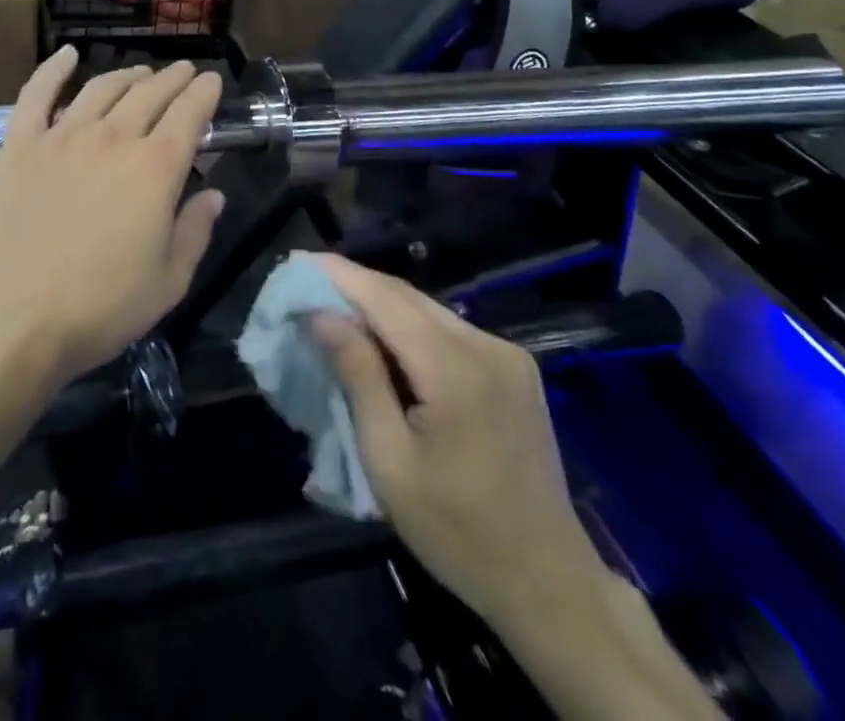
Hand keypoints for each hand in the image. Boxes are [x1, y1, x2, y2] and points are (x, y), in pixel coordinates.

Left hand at [0, 48, 225, 385]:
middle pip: (150, 93)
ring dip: (127, 74)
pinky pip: (37, 93)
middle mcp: (113, 138)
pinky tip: (67, 54)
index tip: (213, 82)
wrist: (11, 320)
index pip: (190, 113)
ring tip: (140, 72)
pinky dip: (53, 68)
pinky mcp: (19, 144)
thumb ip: (195, 231)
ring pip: (102, 88)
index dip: (205, 93)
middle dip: (173, 78)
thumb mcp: (168, 282)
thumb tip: (214, 194)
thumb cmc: (99, 308)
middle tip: (185, 72)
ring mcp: (62, 136)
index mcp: (156, 168)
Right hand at [307, 255, 602, 629]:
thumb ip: (358, 377)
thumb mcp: (389, 461)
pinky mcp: (515, 368)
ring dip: (381, 304)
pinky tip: (384, 339)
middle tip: (308, 284)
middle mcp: (486, 345)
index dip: (339, 275)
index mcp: (455, 370)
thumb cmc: (456, 531)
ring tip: (336, 307)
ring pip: (428, 309)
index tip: (297, 262)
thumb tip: (322, 315)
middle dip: (355, 285)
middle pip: (407, 296)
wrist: (548, 582)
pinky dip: (410, 326)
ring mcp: (507, 354)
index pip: (385, 299)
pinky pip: (449, 329)